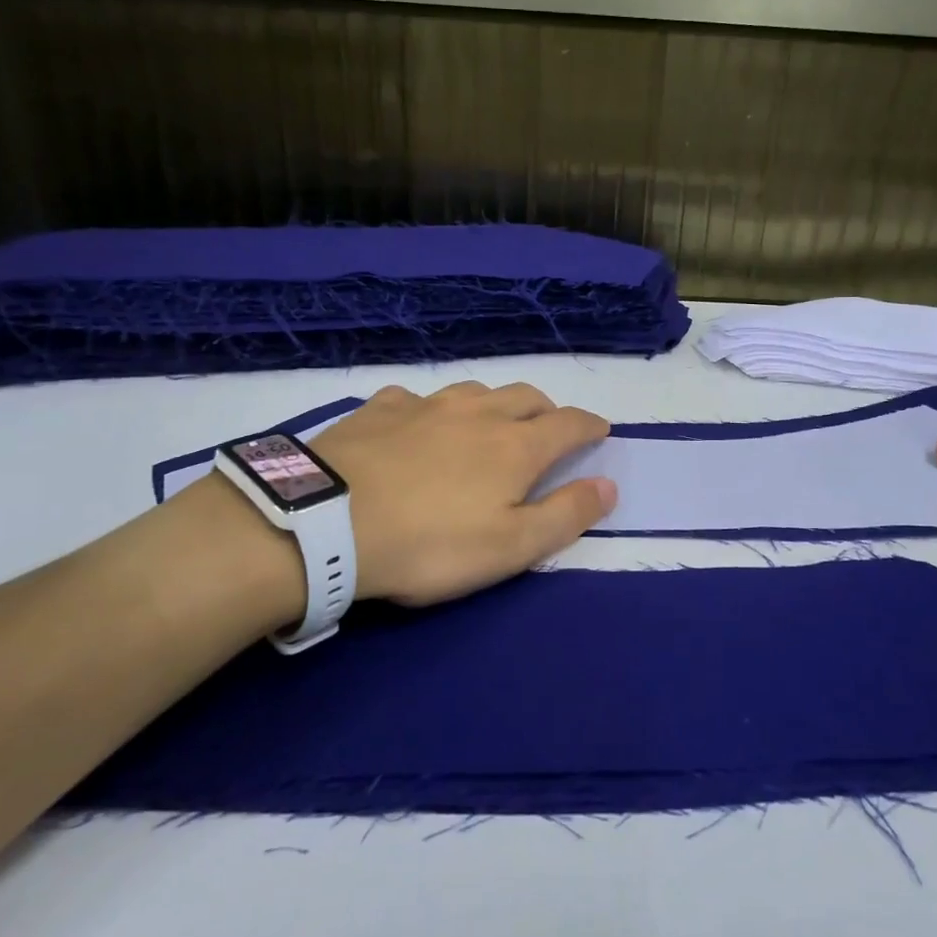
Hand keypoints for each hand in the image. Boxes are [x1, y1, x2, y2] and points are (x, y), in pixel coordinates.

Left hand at [310, 381, 616, 604]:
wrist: (326, 522)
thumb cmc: (430, 543)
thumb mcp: (510, 547)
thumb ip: (565, 515)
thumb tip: (609, 485)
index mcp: (516, 446)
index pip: (569, 424)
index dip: (590, 426)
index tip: (601, 431)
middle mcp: (478, 413)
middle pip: (527, 396)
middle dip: (547, 410)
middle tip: (548, 430)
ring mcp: (427, 405)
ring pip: (476, 389)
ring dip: (495, 403)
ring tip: (489, 424)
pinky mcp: (381, 408)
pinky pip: (418, 397)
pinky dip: (433, 408)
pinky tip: (418, 423)